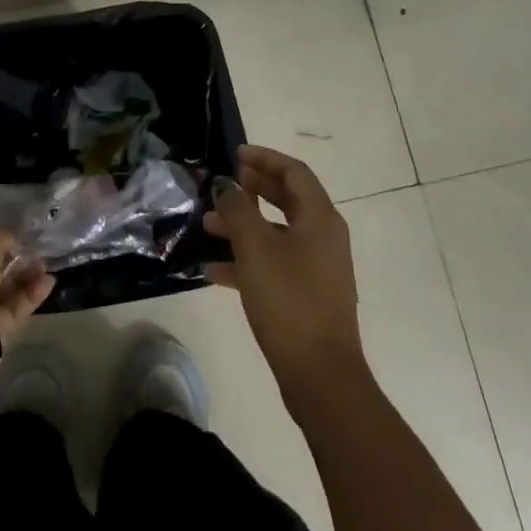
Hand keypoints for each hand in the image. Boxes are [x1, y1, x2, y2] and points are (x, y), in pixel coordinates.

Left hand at [0, 227, 53, 350]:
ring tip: (46, 269)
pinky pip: (12, 310)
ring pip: (2, 293)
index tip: (15, 242)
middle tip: (35, 256)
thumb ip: (0, 237)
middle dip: (13, 264)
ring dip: (25, 279)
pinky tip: (49, 283)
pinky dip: (30, 296)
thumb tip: (12, 240)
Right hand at [203, 145, 363, 397]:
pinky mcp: (307, 294)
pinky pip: (275, 263)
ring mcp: (318, 267)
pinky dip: (247, 259)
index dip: (265, 158)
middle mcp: (323, 236)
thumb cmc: (288, 300)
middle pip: (288, 199)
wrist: (320, 375)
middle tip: (224, 184)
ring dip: (244, 225)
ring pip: (277, 232)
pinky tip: (213, 270)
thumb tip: (225, 183)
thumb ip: (237, 209)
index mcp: (320, 218)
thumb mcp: (255, 248)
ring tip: (207, 225)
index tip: (235, 154)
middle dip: (253, 189)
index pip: (294, 172)